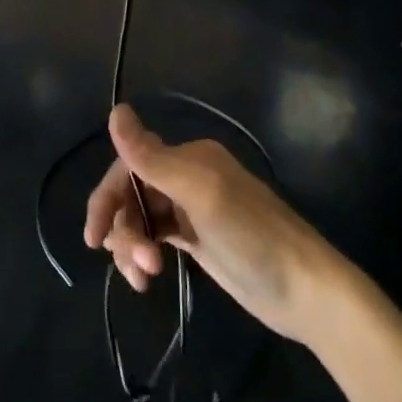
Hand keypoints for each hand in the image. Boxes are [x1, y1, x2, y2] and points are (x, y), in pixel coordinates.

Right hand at [84, 104, 341, 343]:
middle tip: (136, 265)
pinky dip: (144, 256)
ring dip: (132, 246)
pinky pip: (155, 238)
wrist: (306, 291)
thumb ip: (152, 158)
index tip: (95, 235)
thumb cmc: (252, 236)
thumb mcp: (199, 194)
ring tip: (145, 278)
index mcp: (188, 157)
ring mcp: (192, 210)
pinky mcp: (197, 240)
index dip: (109, 196)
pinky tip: (146, 280)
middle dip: (124, 227)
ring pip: (141, 218)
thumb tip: (115, 110)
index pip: (131, 164)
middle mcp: (186, 177)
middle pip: (132, 193)